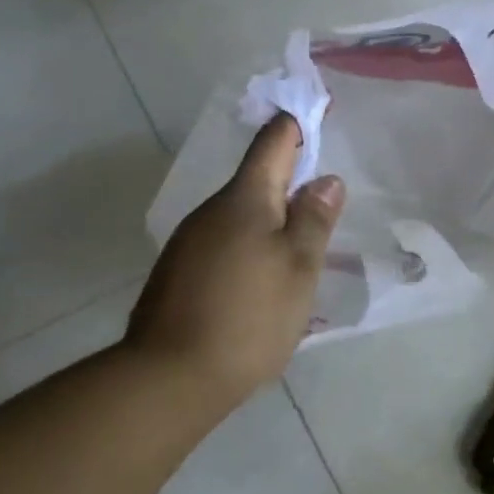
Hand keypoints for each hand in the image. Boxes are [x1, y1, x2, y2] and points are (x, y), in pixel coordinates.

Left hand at [127, 114, 344, 405]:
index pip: (273, 142)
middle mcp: (211, 211)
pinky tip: (266, 283)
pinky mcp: (179, 275)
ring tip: (302, 252)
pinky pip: (226, 245)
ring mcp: (190, 243)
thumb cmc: (249, 315)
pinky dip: (252, 249)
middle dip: (291, 182)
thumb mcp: (299, 266)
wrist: (167, 381)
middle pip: (257, 180)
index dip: (298, 124)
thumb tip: (326, 179)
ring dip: (272, 222)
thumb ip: (315, 218)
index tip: (319, 112)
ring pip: (241, 217)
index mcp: (244, 199)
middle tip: (326, 205)